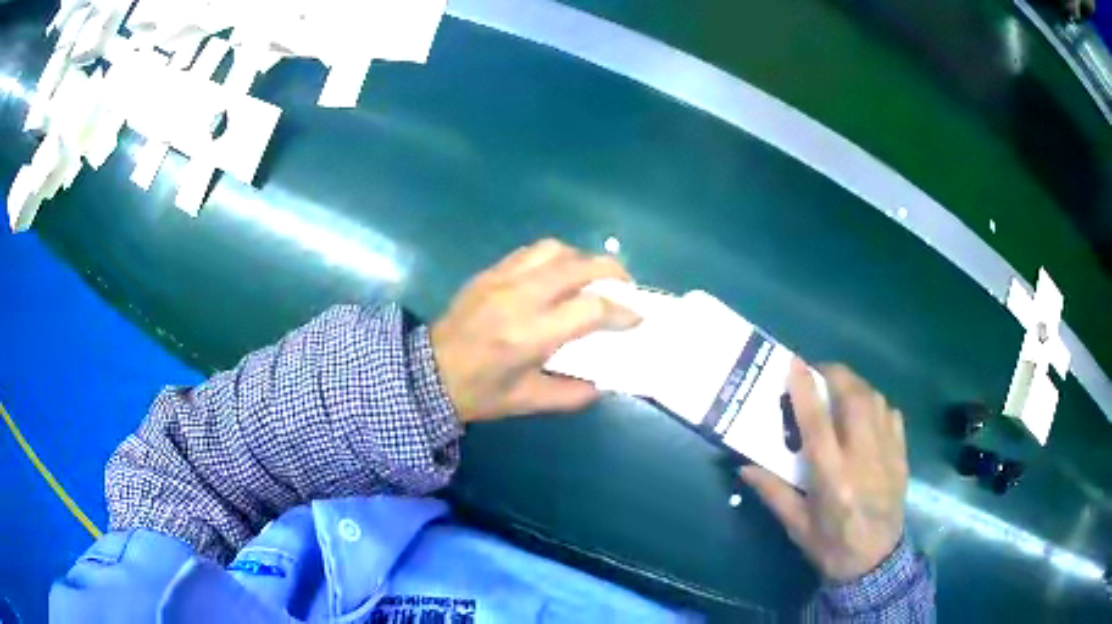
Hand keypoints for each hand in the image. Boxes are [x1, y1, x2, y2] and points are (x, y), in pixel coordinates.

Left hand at [431, 239, 640, 422]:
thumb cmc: (479, 392)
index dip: (623, 312)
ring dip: (583, 259)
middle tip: (626, 288)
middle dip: (613, 272)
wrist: (427, 373)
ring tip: (592, 278)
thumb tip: (604, 382)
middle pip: (579, 266)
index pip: (592, 310)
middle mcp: (520, 298)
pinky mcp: (489, 272)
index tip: (636, 318)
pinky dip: (555, 257)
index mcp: (530, 335)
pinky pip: (530, 252)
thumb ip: (572, 393)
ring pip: (555, 249)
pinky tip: (559, 275)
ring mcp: (502, 279)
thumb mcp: (528, 402)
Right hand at [741, 360, 907, 582]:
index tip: (794, 363)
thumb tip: (744, 466)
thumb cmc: (830, 546)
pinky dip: (877, 404)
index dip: (805, 389)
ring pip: (875, 401)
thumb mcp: (796, 526)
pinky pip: (892, 415)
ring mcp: (887, 454)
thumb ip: (773, 492)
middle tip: (818, 372)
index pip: (818, 424)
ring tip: (840, 388)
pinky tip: (867, 413)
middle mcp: (863, 458)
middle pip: (854, 399)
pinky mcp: (901, 456)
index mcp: (833, 479)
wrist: (875, 562)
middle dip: (836, 374)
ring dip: (856, 386)